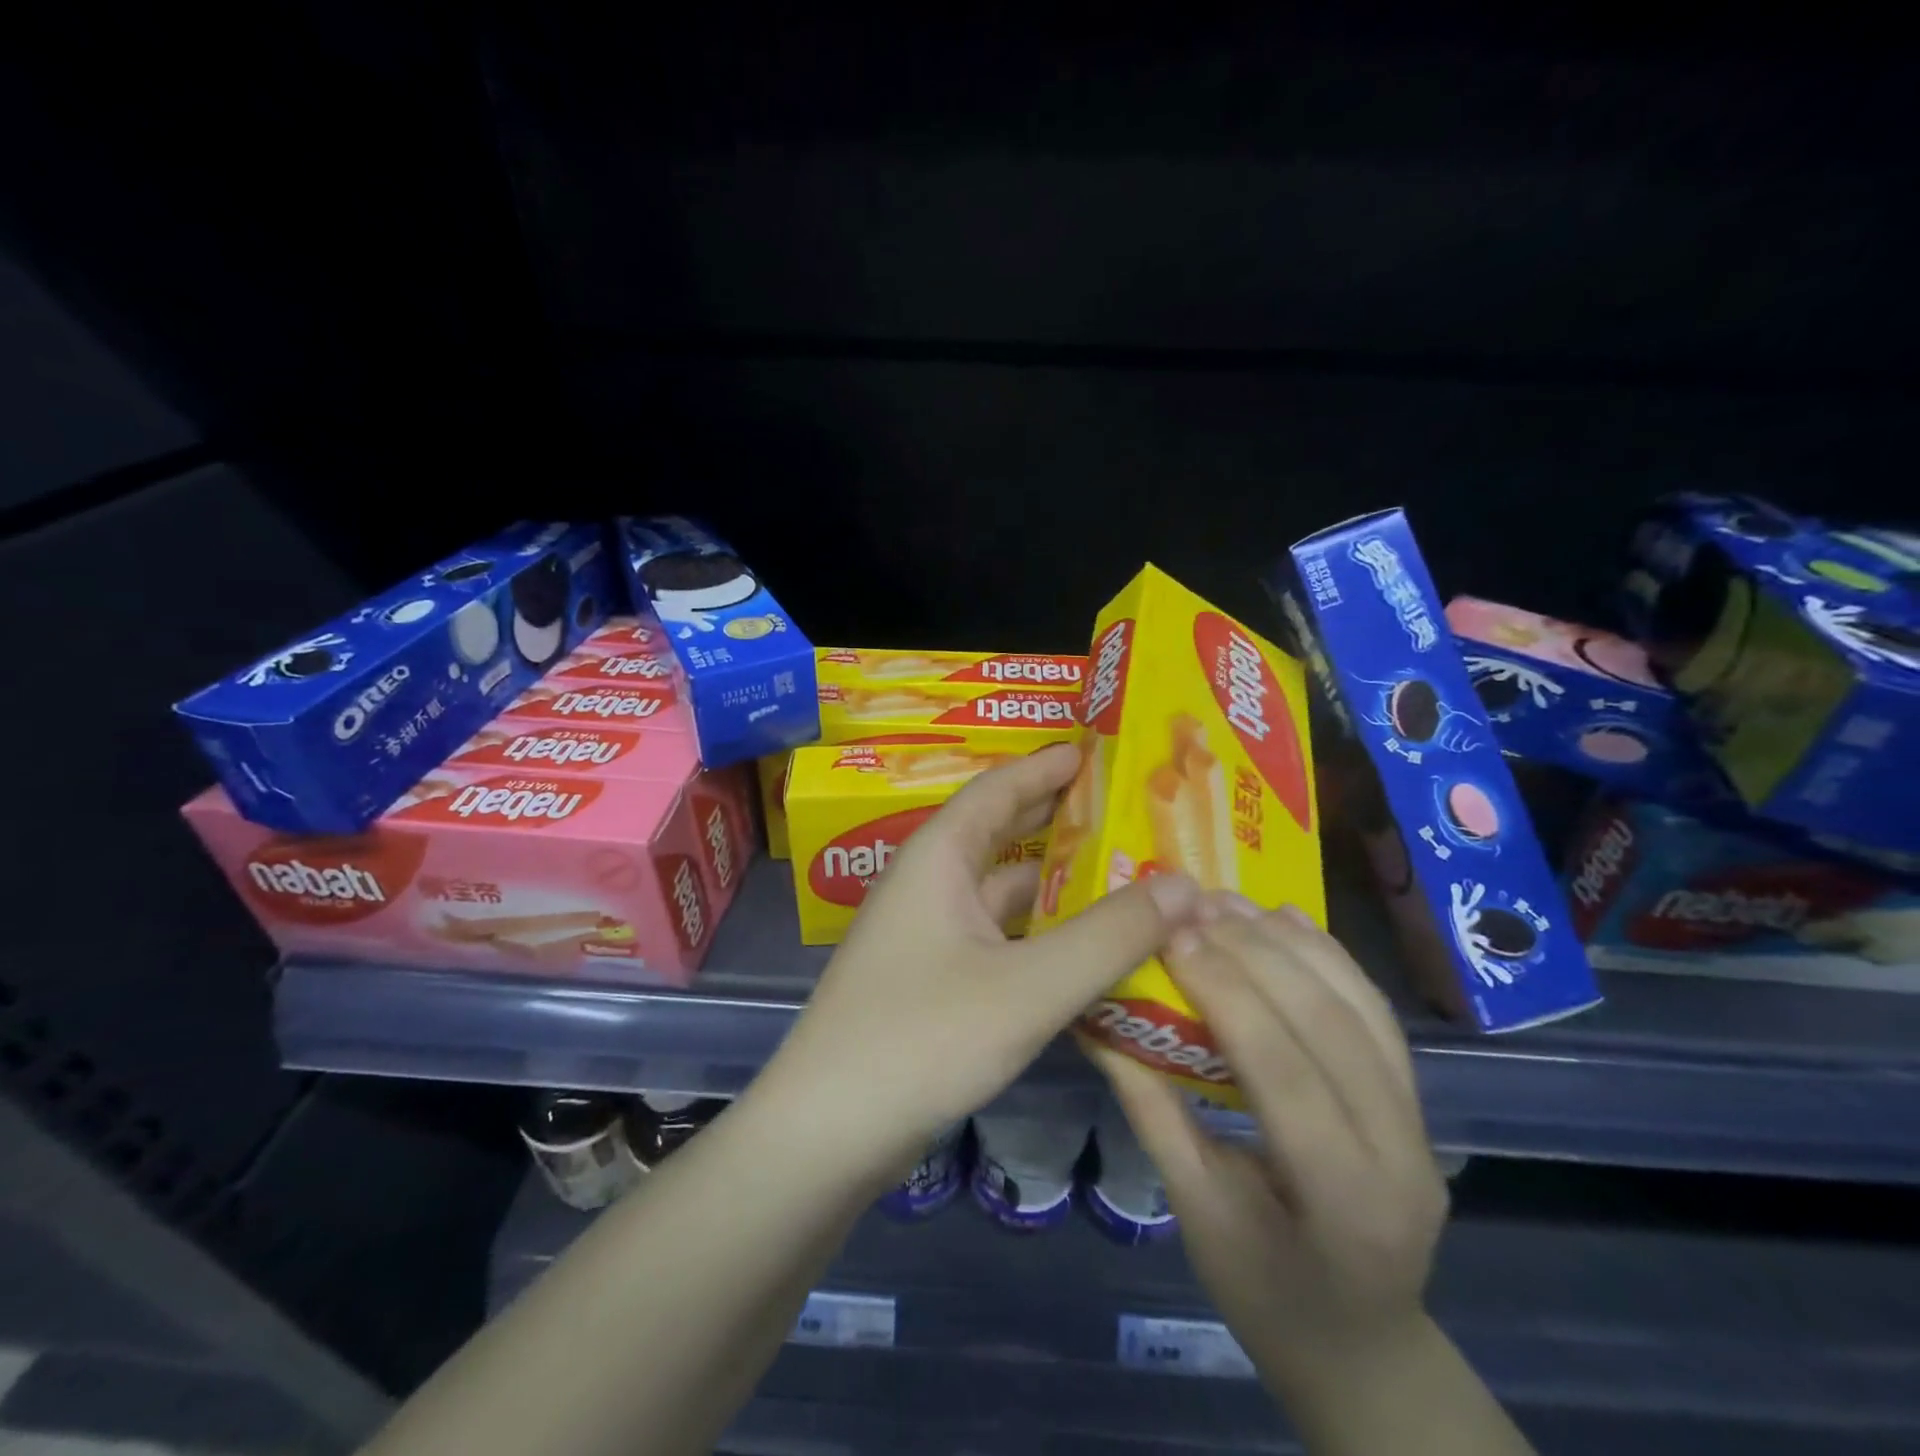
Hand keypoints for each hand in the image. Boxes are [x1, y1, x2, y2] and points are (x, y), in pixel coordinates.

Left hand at [763, 742, 1202, 1177]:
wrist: (826, 1135)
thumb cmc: (922, 1038)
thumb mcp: (1029, 986)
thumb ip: (1109, 936)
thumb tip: (1186, 884)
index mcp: (939, 857)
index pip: (999, 788)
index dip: (1048, 766)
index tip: (1102, 751)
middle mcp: (931, 885)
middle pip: (1003, 835)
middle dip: (1062, 820)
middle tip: (1131, 812)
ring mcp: (930, 936)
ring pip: (1005, 894)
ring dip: (1058, 885)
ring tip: (1129, 877)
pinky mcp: (936, 983)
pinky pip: (1001, 939)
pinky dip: (1044, 935)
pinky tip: (1090, 950)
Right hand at [1087, 893, 1446, 1392]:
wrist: (1363, 1346)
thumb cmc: (1266, 1294)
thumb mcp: (1196, 1211)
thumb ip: (1152, 1110)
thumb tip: (1096, 1024)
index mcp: (1345, 1204)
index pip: (1287, 1075)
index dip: (1229, 997)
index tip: (1174, 939)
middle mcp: (1403, 1155)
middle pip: (1332, 1027)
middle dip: (1257, 954)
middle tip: (1193, 907)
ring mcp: (1423, 1125)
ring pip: (1362, 1007)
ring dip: (1294, 943)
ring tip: (1229, 900)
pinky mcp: (1419, 1101)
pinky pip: (1377, 1013)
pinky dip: (1331, 957)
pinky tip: (1287, 917)